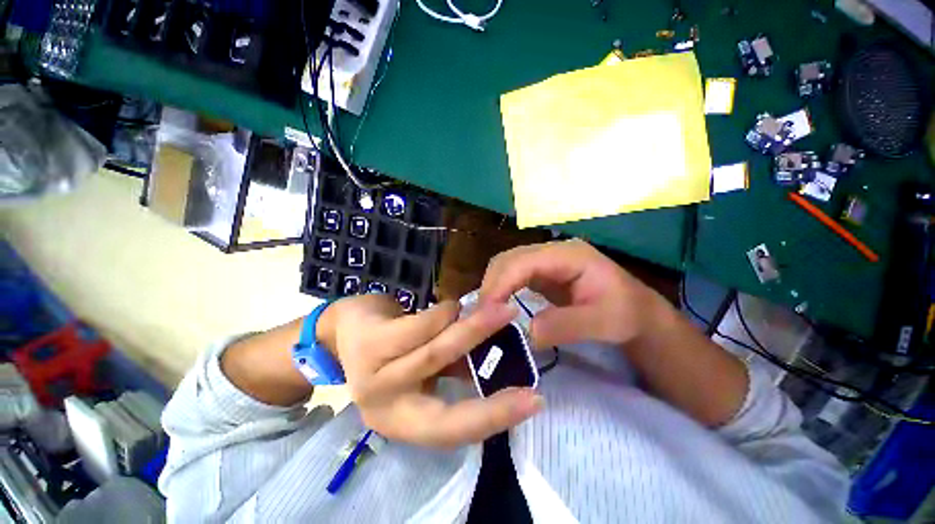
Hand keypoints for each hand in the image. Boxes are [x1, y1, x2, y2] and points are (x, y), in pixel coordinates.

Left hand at [319, 295, 543, 447]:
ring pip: (436, 354)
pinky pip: (419, 327)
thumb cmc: (390, 352)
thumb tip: (492, 359)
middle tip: (520, 340)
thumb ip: (454, 369)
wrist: (345, 330)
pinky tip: (453, 306)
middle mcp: (387, 410)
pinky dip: (444, 314)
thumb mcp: (424, 370)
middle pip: (446, 396)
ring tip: (496, 309)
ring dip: (473, 329)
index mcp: (405, 423)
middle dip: (490, 370)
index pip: (456, 431)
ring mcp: (374, 379)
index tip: (533, 400)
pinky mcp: (370, 346)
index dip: (495, 418)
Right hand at [479, 239, 671, 347]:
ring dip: (492, 287)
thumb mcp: (604, 323)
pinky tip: (498, 306)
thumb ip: (565, 326)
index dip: (501, 284)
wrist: (636, 311)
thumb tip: (525, 331)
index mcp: (569, 255)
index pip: (523, 262)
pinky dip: (500, 289)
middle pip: (508, 259)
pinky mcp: (540, 271)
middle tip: (483, 317)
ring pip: (506, 265)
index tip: (486, 313)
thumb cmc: (626, 315)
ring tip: (487, 313)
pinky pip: (512, 275)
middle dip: (491, 286)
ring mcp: (545, 259)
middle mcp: (552, 251)